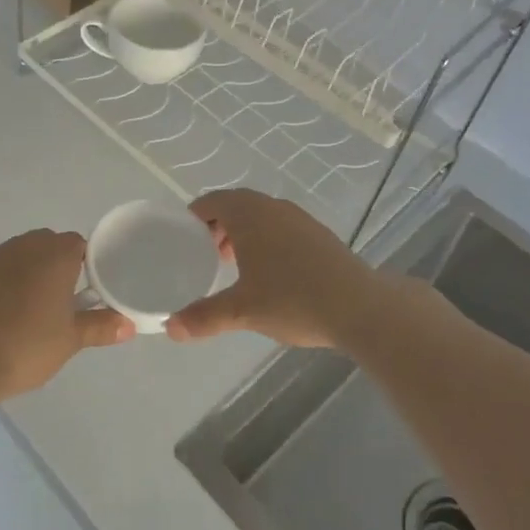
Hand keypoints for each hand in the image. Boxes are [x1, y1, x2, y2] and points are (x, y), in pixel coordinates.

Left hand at [0, 229, 131, 400]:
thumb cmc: (26, 346)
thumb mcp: (70, 340)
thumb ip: (100, 327)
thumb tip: (128, 325)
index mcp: (55, 256)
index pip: (78, 244)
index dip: (86, 263)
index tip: (88, 289)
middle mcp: (24, 247)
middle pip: (48, 244)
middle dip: (58, 265)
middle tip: (63, 301)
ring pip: (20, 256)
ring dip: (30, 273)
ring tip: (33, 309)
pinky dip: (4, 284)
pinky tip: (3, 314)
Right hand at [166, 190, 381, 348]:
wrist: (359, 307)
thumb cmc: (292, 299)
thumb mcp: (242, 311)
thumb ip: (203, 317)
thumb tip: (170, 328)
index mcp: (248, 214)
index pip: (211, 201)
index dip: (193, 217)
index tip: (182, 238)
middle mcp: (273, 207)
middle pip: (236, 206)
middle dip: (217, 226)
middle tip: (205, 254)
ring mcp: (299, 219)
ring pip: (261, 216)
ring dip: (243, 234)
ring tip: (234, 265)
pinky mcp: (319, 234)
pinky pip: (281, 227)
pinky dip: (266, 240)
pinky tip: (270, 274)